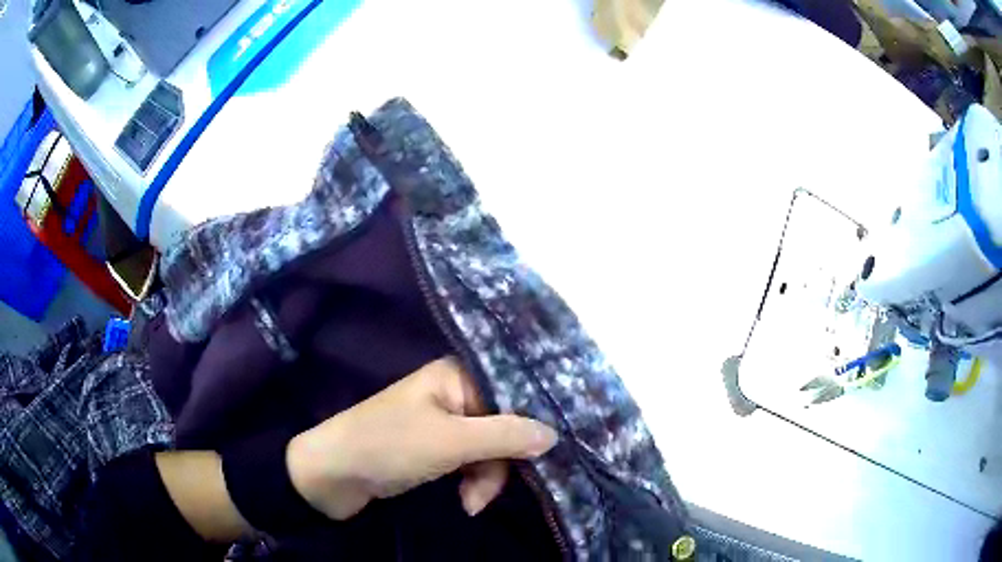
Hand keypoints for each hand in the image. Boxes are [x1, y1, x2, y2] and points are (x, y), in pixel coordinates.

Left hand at [286, 357, 557, 519]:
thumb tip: (554, 434)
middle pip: (503, 426)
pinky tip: (465, 501)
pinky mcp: (435, 449)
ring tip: (471, 502)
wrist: (332, 476)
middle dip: (501, 463)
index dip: (532, 422)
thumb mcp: (450, 442)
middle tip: (486, 491)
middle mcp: (454, 394)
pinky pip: (471, 462)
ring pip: (490, 450)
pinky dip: (472, 483)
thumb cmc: (388, 446)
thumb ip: (505, 436)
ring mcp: (444, 424)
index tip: (551, 452)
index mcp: (456, 377)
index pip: (513, 393)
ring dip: (486, 479)